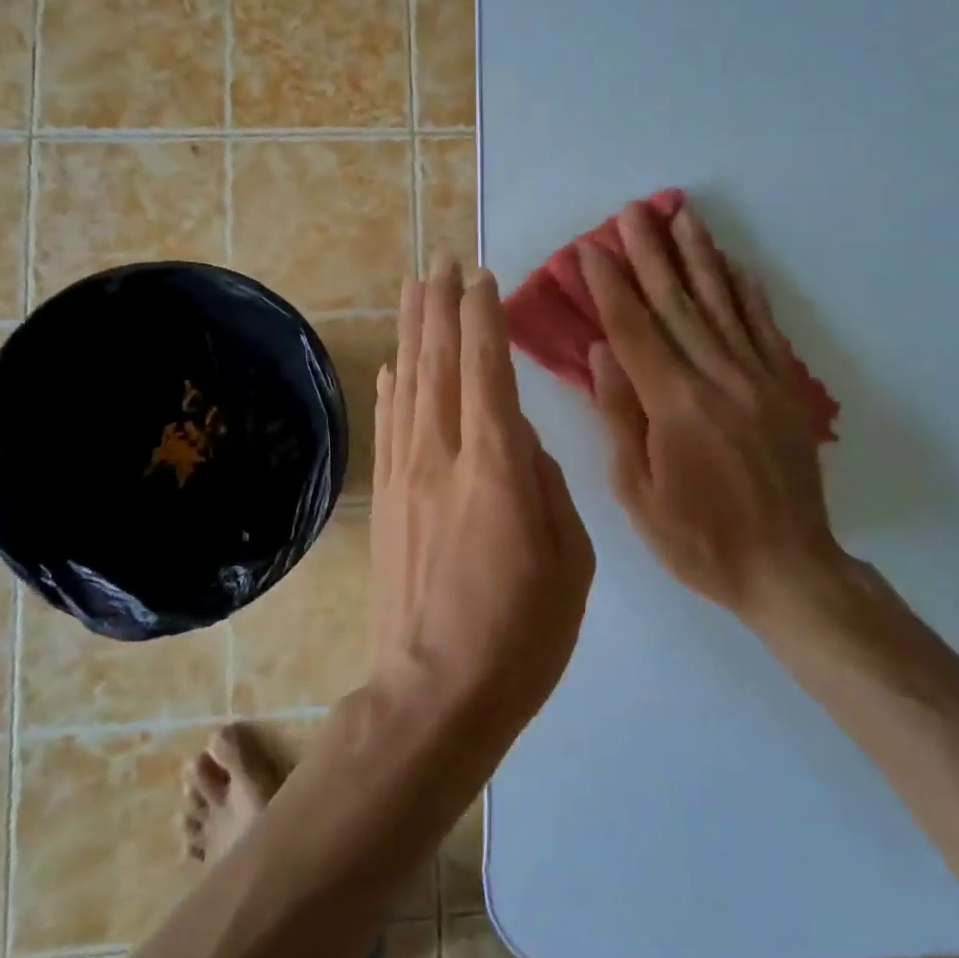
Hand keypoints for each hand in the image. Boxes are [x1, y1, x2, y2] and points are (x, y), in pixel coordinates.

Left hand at [370, 257, 595, 730]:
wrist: (436, 696)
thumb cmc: (522, 634)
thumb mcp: (570, 560)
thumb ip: (546, 486)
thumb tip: (519, 440)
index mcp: (496, 468)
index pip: (487, 369)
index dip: (482, 317)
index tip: (481, 277)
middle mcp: (443, 456)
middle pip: (439, 362)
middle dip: (440, 306)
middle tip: (441, 261)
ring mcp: (407, 476)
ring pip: (409, 384)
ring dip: (413, 331)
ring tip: (414, 288)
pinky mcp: (388, 500)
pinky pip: (390, 425)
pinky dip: (392, 386)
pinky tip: (393, 364)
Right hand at [579, 201, 851, 623]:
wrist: (787, 569)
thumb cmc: (699, 540)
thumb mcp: (638, 494)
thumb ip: (618, 417)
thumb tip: (601, 352)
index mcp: (675, 406)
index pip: (635, 330)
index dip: (610, 286)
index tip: (591, 248)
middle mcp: (719, 379)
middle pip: (679, 304)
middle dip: (652, 254)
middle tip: (632, 211)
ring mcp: (759, 380)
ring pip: (723, 305)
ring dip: (699, 257)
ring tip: (683, 216)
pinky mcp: (786, 391)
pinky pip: (765, 329)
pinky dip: (748, 293)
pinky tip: (735, 264)